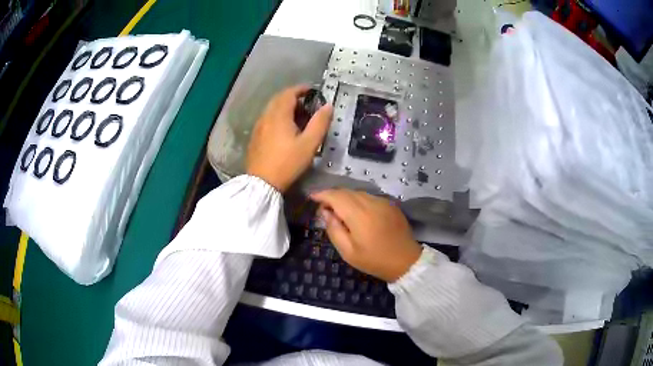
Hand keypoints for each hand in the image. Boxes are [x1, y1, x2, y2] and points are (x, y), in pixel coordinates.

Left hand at [247, 85, 332, 192]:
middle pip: (279, 99)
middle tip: (307, 104)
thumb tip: (328, 106)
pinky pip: (267, 118)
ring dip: (285, 107)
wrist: (262, 182)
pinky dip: (277, 116)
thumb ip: (320, 123)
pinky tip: (284, 129)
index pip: (289, 93)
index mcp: (279, 115)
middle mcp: (266, 116)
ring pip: (272, 109)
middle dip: (293, 97)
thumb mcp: (309, 144)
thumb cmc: (288, 163)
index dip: (301, 89)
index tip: (313, 91)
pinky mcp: (255, 136)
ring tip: (298, 117)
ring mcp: (258, 126)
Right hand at [311, 190, 422, 281]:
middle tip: (324, 208)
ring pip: (358, 192)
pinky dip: (358, 200)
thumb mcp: (348, 252)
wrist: (406, 261)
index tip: (312, 197)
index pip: (336, 196)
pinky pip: (369, 197)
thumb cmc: (374, 260)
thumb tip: (325, 212)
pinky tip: (357, 212)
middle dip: (332, 196)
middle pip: (346, 191)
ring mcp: (383, 202)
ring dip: (345, 198)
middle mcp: (371, 203)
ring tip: (339, 211)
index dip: (322, 194)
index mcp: (359, 215)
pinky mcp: (390, 204)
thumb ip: (334, 229)